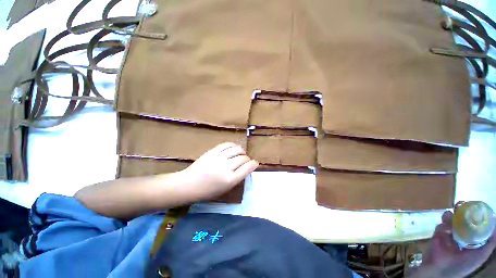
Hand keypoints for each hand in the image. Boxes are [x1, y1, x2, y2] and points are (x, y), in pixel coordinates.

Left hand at [178, 142, 258, 200]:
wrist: (189, 184)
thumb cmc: (208, 191)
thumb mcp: (226, 189)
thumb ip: (237, 178)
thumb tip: (246, 168)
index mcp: (231, 180)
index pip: (248, 168)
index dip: (254, 164)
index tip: (255, 163)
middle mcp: (227, 167)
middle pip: (243, 158)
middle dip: (248, 159)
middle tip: (246, 160)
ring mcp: (219, 157)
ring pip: (237, 149)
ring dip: (242, 151)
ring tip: (241, 153)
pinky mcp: (213, 151)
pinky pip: (227, 144)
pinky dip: (233, 145)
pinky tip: (234, 148)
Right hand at [411, 202, 495, 277]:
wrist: (439, 270)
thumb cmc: (462, 265)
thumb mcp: (480, 256)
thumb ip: (490, 243)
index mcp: (473, 241)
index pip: (476, 225)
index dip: (476, 216)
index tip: (476, 207)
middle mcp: (462, 237)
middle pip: (463, 221)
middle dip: (461, 212)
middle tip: (460, 204)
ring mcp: (449, 236)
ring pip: (450, 221)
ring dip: (450, 216)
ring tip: (449, 214)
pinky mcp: (438, 235)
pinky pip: (440, 226)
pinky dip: (442, 225)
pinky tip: (443, 228)